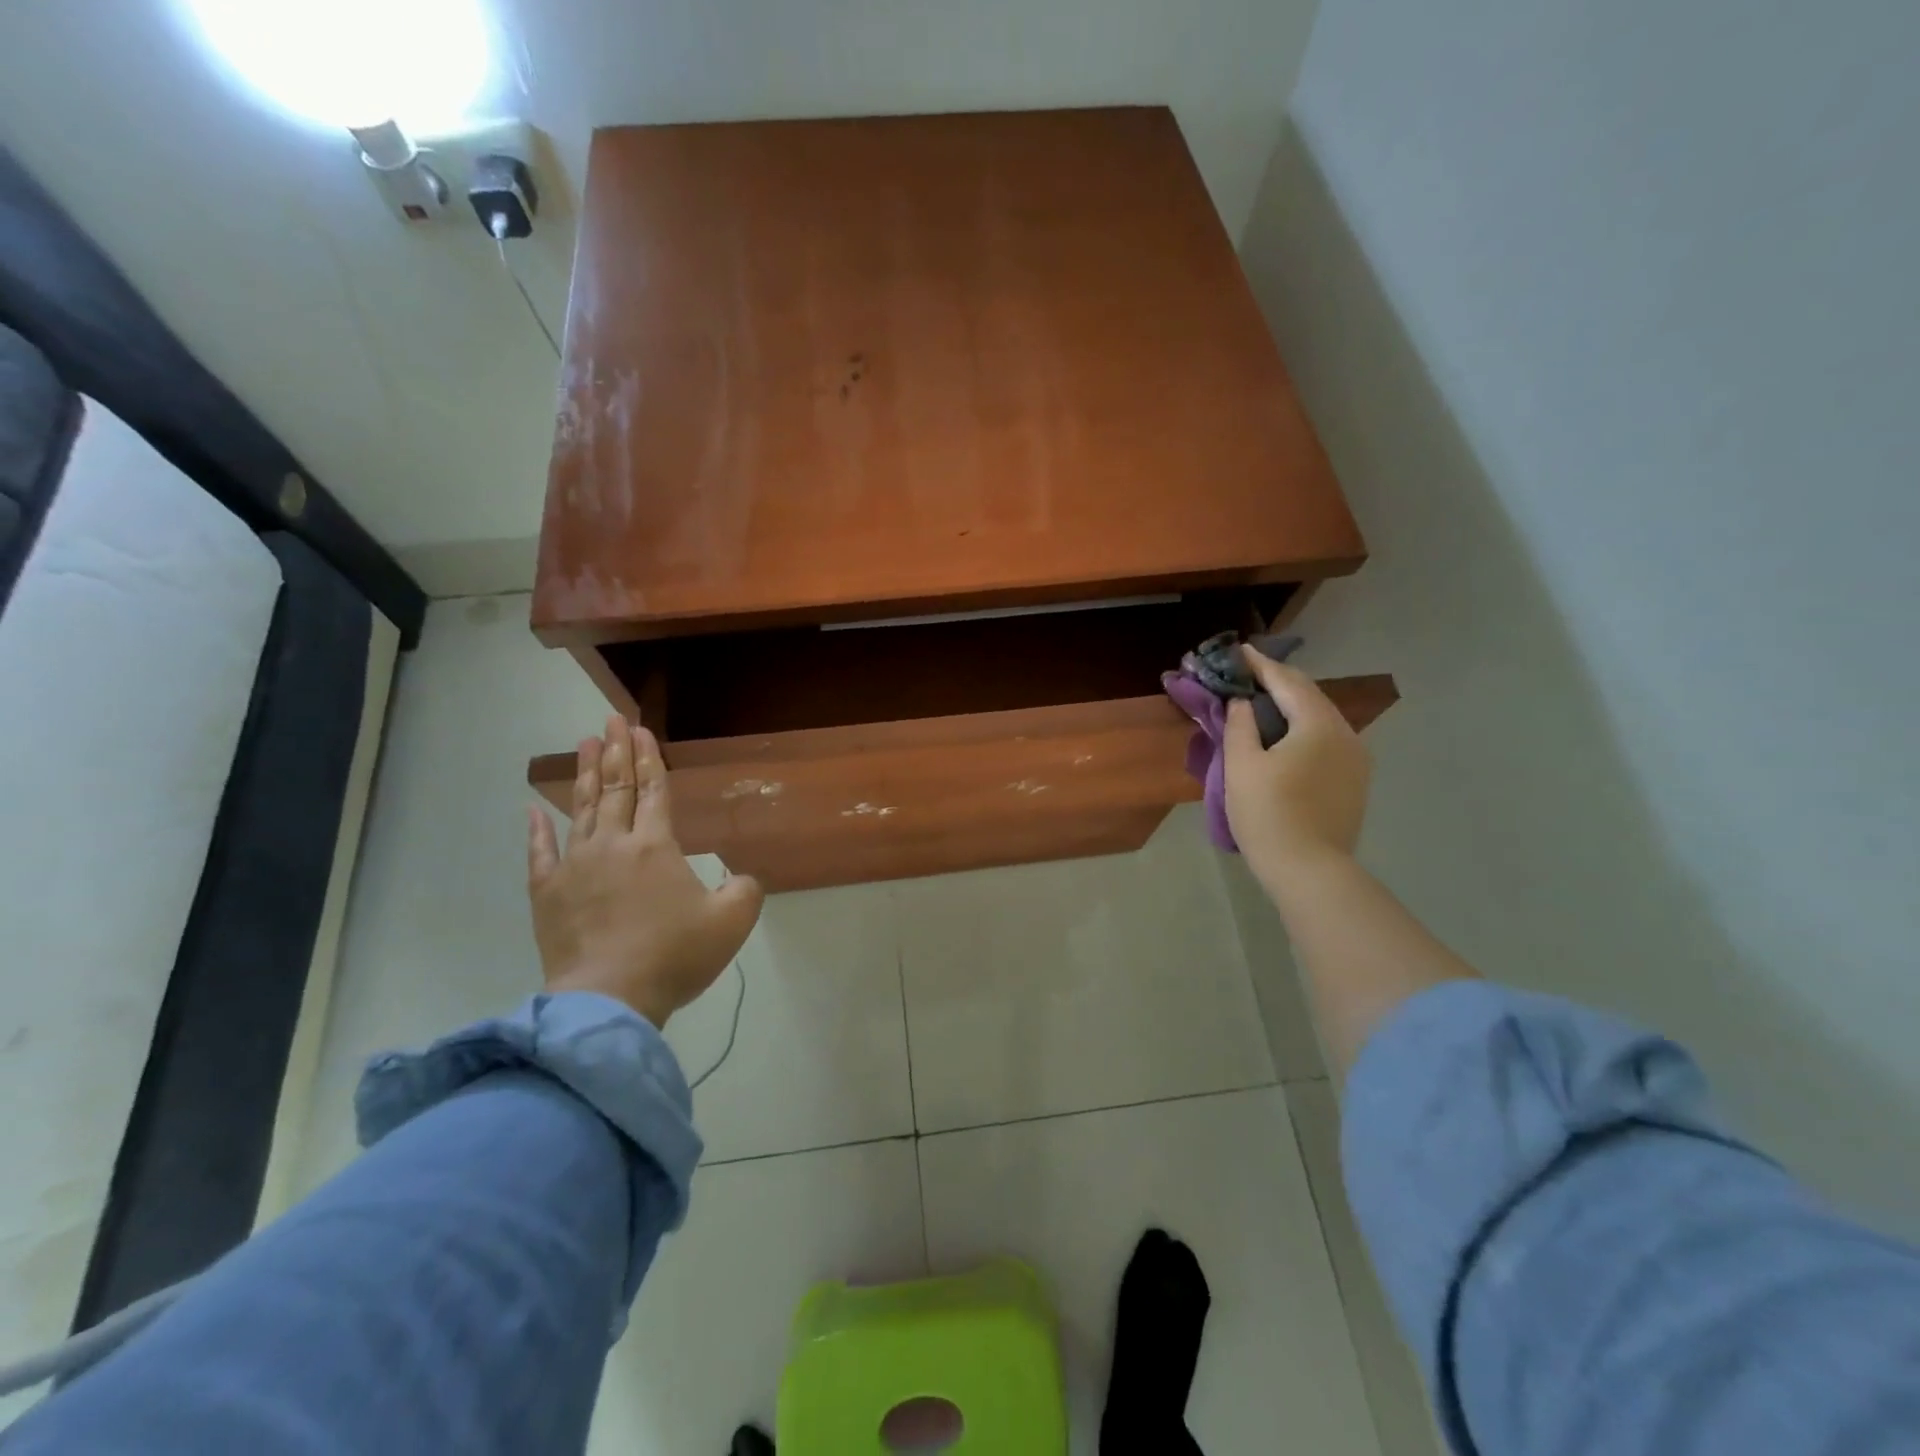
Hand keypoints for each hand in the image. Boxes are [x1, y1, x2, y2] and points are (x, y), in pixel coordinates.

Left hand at [527, 715, 762, 1027]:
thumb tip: (743, 877)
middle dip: (615, 752)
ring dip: (584, 775)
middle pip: (616, 789)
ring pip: (581, 810)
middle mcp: (614, 845)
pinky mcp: (548, 894)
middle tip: (611, 720)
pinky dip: (538, 829)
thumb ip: (745, 890)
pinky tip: (535, 809)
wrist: (609, 998)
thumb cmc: (674, 955)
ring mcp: (575, 867)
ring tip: (584, 743)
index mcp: (657, 846)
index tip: (639, 730)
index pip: (653, 791)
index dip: (648, 759)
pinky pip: (541, 853)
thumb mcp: (730, 922)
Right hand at [1224, 647, 1371, 886]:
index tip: (1238, 651)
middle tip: (1247, 673)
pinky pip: (1326, 741)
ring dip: (1290, 706)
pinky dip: (1302, 729)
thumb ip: (1239, 725)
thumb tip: (1241, 702)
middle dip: (1277, 682)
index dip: (1260, 664)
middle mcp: (1346, 733)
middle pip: (1309, 696)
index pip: (1286, 681)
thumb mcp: (1241, 765)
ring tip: (1261, 703)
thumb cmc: (1268, 814)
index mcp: (1318, 724)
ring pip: (1320, 719)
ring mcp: (1356, 759)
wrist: (1309, 870)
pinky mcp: (1354, 782)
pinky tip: (1284, 737)